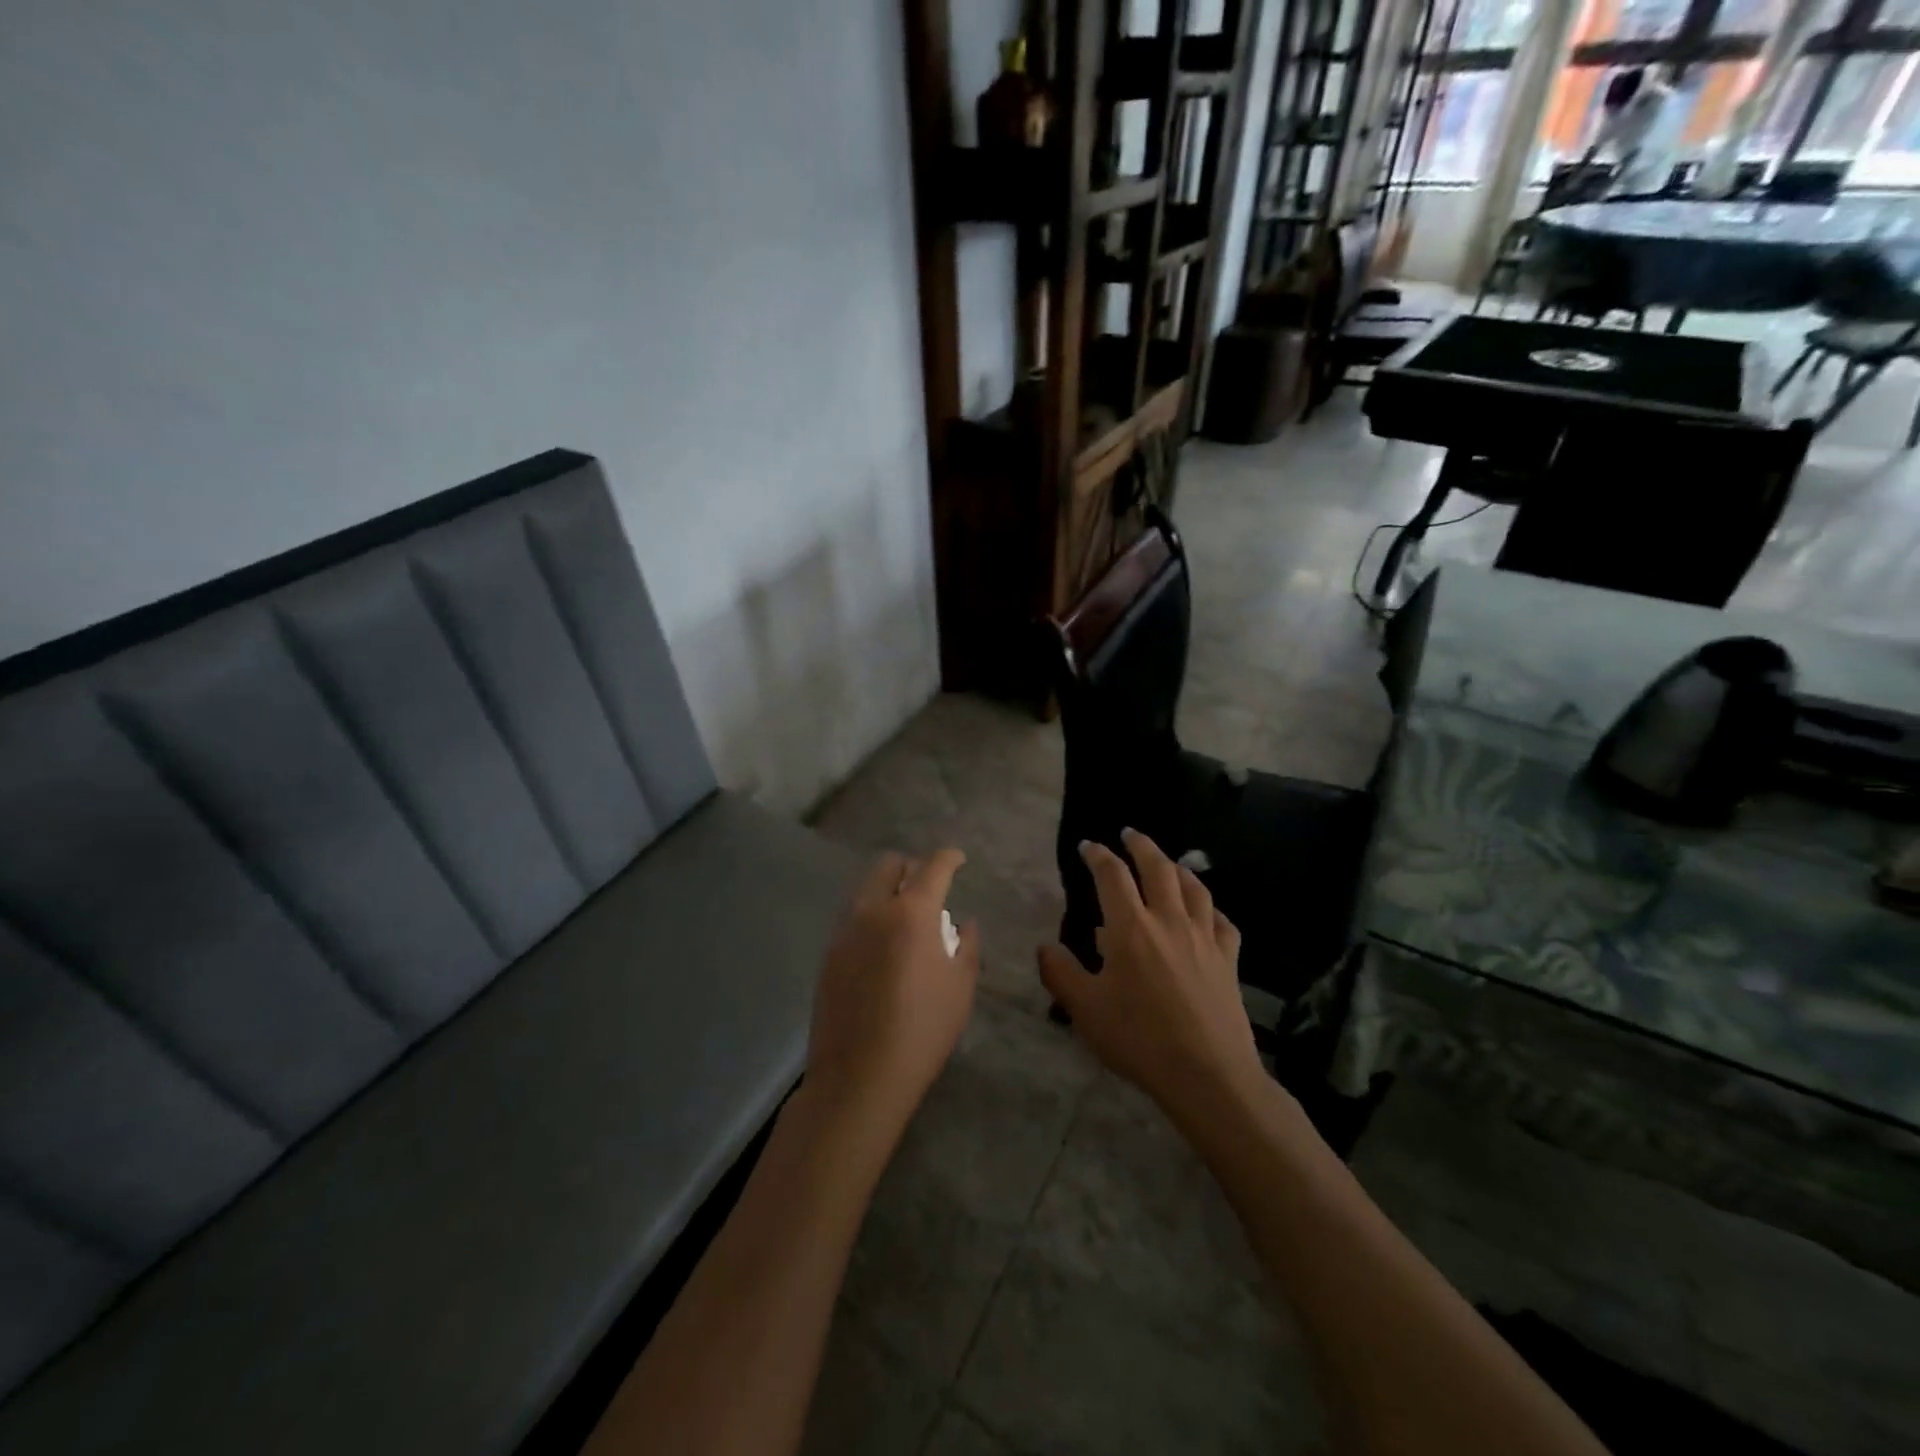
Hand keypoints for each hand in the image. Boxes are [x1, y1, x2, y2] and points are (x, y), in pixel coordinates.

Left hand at [804, 850, 979, 1135]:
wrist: (859, 1077)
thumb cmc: (922, 1031)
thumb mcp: (961, 988)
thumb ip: (968, 946)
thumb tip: (964, 924)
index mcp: (912, 912)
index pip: (933, 866)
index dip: (949, 857)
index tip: (959, 860)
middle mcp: (873, 910)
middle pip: (889, 866)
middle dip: (911, 867)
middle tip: (929, 889)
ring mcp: (845, 931)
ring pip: (866, 890)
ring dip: (888, 891)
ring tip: (906, 919)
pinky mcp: (829, 955)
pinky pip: (853, 919)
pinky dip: (871, 917)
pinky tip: (883, 948)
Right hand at [1038, 828, 1264, 1123]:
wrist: (1208, 1074)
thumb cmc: (1139, 1039)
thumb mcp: (1085, 1009)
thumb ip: (1060, 973)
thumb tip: (1044, 946)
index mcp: (1130, 927)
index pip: (1112, 875)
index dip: (1098, 855)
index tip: (1088, 846)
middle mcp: (1169, 920)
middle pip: (1158, 867)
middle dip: (1141, 845)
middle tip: (1130, 833)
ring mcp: (1204, 938)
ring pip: (1194, 888)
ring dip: (1178, 867)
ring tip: (1169, 862)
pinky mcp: (1228, 960)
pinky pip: (1222, 922)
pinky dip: (1211, 909)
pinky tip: (1207, 913)